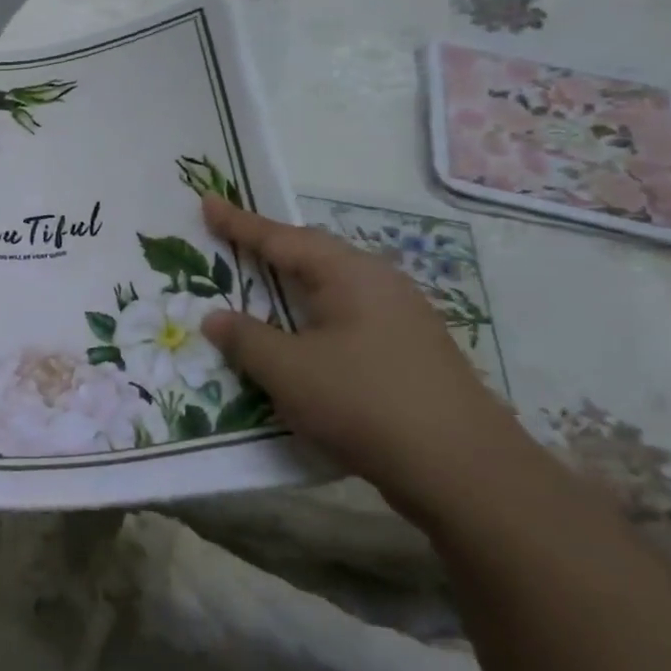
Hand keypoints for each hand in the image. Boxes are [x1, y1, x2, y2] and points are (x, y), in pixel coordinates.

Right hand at [199, 195, 535, 519]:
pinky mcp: (408, 353)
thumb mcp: (289, 370)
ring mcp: (400, 319)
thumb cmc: (365, 402)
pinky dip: (311, 320)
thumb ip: (246, 339)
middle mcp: (380, 285)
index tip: (208, 200)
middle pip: (313, 257)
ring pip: (332, 290)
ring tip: (258, 288)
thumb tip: (214, 318)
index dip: (239, 223)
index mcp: (350, 275)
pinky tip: (300, 341)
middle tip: (229, 243)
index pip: (283, 238)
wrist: (462, 469)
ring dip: (291, 288)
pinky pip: (345, 320)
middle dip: (269, 249)